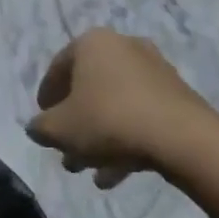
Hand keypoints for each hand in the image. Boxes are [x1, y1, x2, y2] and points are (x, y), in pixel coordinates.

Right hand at [26, 28, 211, 188]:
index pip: (57, 68)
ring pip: (115, 105)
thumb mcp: (59, 129)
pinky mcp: (176, 95)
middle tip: (66, 151)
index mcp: (92, 43)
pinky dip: (125, 139)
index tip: (43, 123)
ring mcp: (154, 69)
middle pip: (89, 88)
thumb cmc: (108, 121)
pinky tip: (116, 174)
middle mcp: (123, 46)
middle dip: (75, 124)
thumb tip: (37, 128)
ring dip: (99, 138)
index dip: (46, 98)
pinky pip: (139, 114)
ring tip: (90, 171)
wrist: (181, 137)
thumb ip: (40, 127)